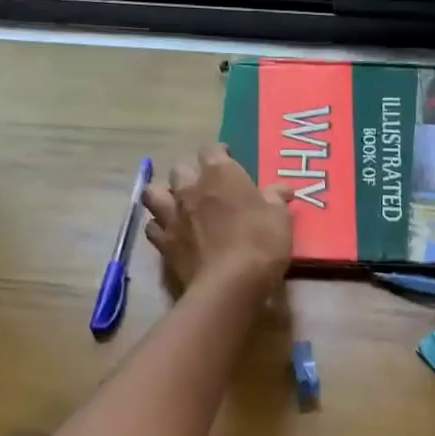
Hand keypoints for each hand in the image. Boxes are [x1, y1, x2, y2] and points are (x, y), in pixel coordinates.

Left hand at [142, 145, 293, 296]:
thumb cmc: (261, 243)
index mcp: (221, 174)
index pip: (212, 150)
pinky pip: (152, 227)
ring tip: (176, 204)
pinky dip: (158, 227)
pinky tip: (169, 233)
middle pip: (180, 168)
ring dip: (163, 195)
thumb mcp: (280, 218)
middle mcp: (190, 189)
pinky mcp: (163, 243)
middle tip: (204, 186)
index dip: (219, 153)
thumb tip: (282, 188)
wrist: (230, 285)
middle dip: (190, 173)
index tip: (228, 159)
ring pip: (154, 193)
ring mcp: (172, 215)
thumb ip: (276, 199)